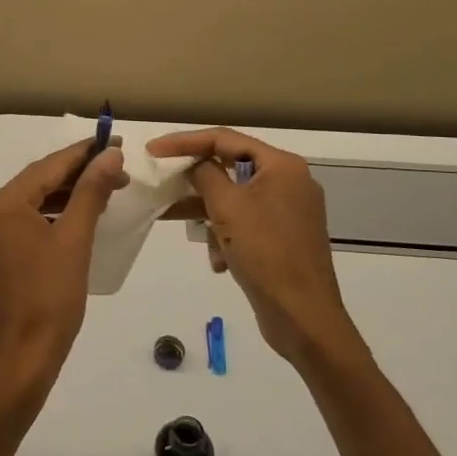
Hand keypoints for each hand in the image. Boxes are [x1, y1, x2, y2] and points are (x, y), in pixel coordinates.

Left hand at [0, 141, 126, 394]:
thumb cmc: (50, 297)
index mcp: (2, 204)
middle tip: (117, 169)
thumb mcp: (74, 239)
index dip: (83, 153)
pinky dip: (52, 216)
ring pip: (32, 203)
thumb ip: (91, 191)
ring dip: (67, 195)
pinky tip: (78, 218)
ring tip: (105, 190)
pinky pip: (25, 223)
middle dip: (77, 174)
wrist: (21, 357)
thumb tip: (109, 155)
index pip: (48, 167)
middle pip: (38, 182)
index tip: (115, 142)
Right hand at [147, 128, 367, 370]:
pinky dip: (227, 235)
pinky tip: (219, 261)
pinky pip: (246, 223)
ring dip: (208, 213)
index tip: (153, 150)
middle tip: (163, 183)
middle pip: (231, 167)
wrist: (303, 316)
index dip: (185, 141)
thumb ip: (205, 175)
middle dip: (196, 182)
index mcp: (282, 166)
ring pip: (235, 199)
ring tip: (177, 224)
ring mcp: (288, 211)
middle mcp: (289, 182)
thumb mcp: (227, 207)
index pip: (225, 139)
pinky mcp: (284, 238)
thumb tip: (195, 164)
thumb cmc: (265, 252)